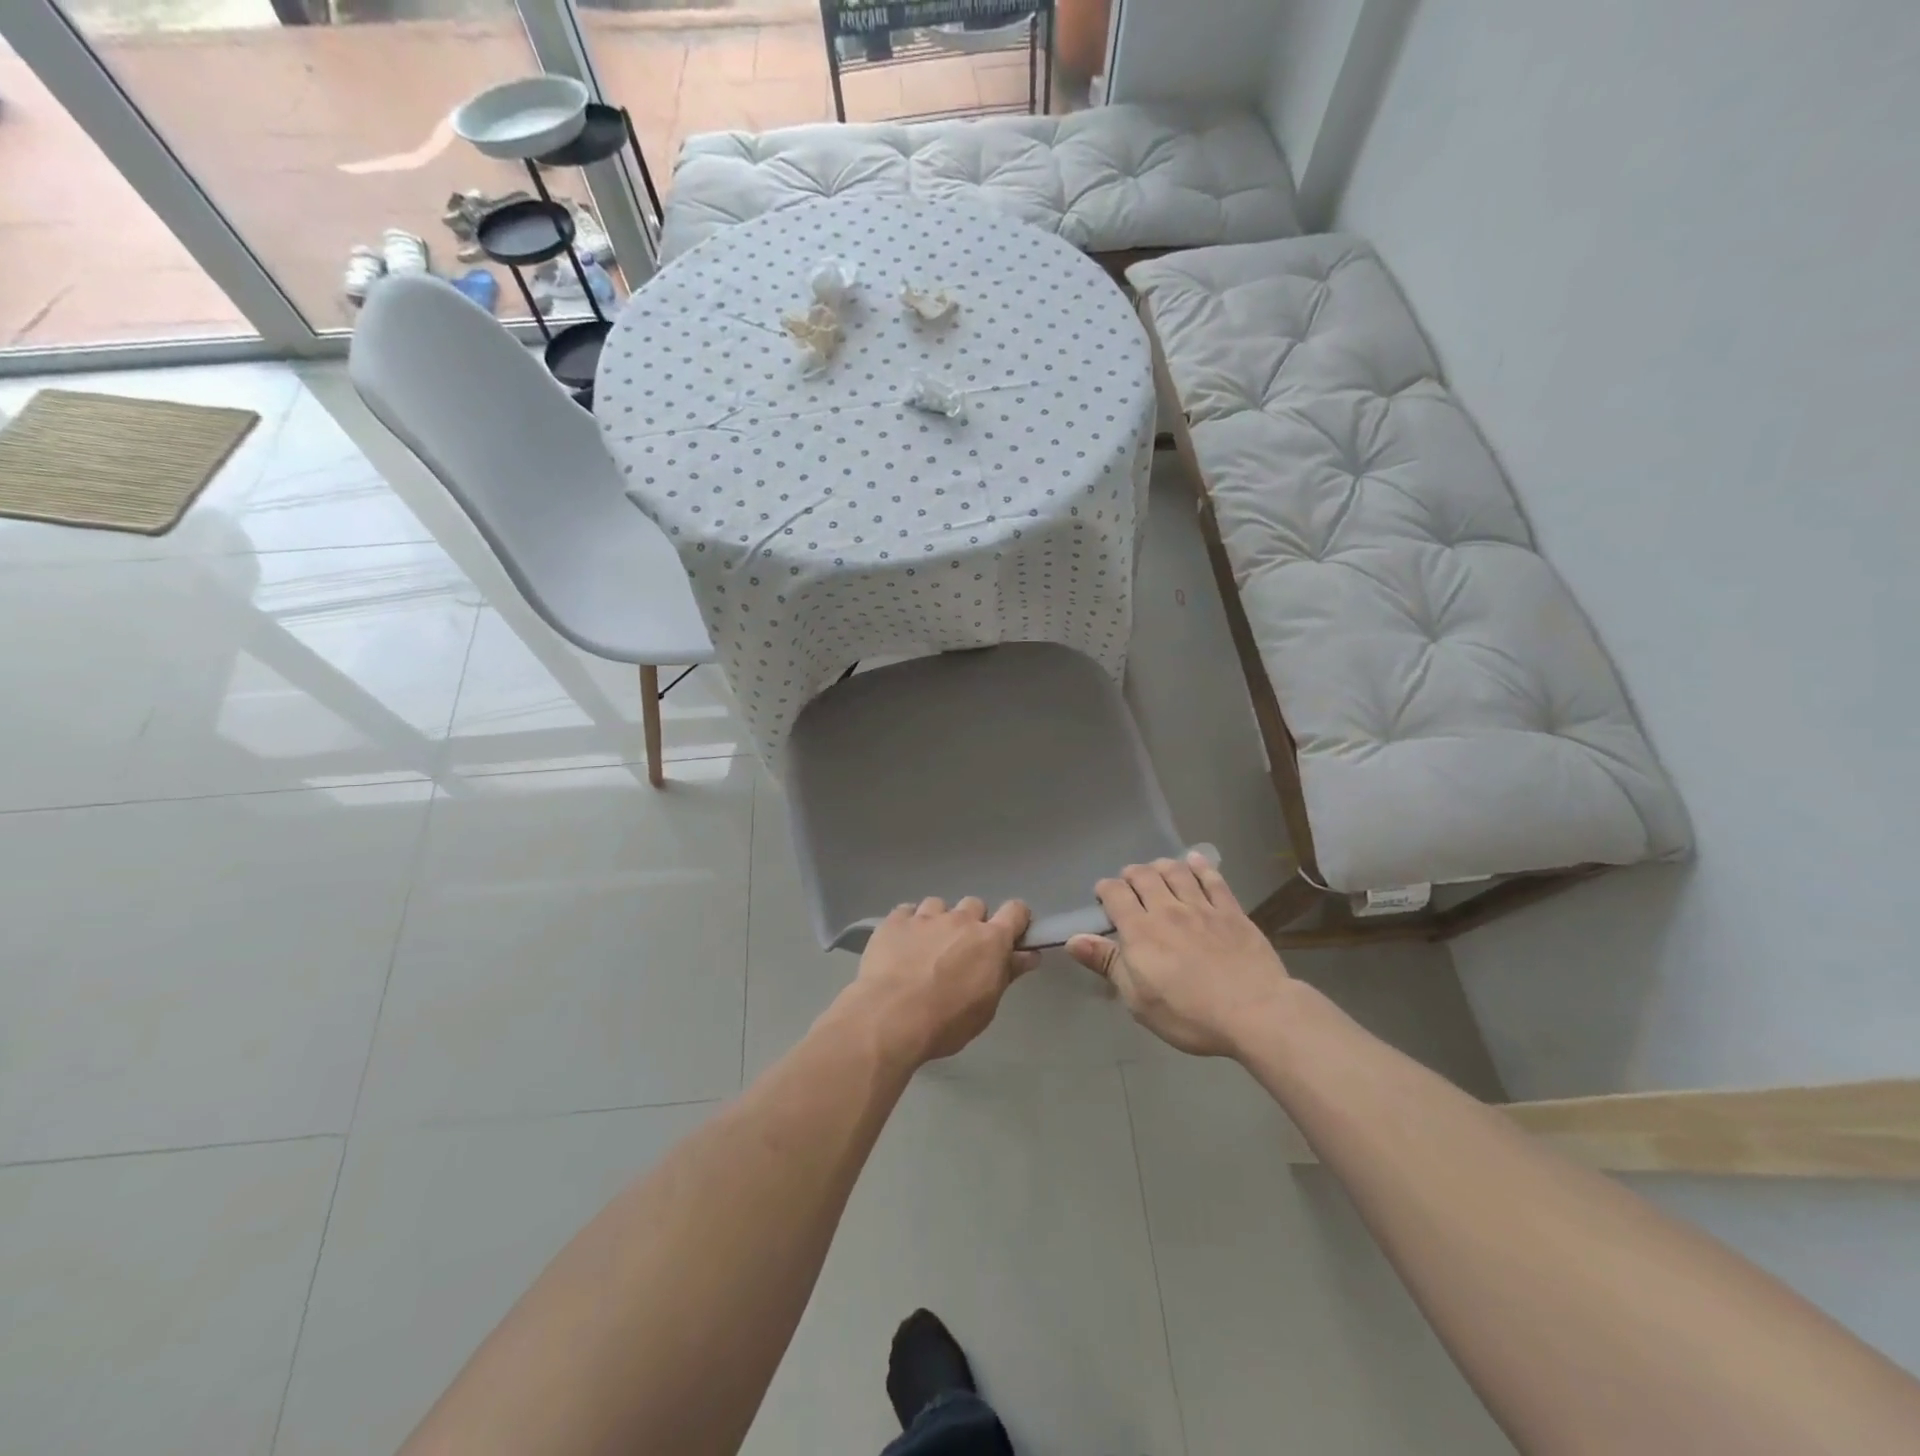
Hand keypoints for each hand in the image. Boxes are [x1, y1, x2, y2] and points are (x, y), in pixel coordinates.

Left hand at [836, 897, 1036, 1066]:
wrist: (889, 1017)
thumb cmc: (946, 1021)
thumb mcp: (986, 1007)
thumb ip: (1007, 974)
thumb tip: (1029, 955)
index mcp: (990, 940)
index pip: (1015, 911)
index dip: (1016, 919)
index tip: (1010, 935)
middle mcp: (960, 920)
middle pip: (975, 905)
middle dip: (972, 922)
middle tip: (962, 950)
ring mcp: (926, 916)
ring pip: (939, 905)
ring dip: (938, 921)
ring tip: (926, 947)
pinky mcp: (895, 920)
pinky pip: (907, 911)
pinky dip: (908, 924)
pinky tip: (901, 944)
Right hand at [1066, 854, 1291, 1056]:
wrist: (1255, 1013)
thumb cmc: (1189, 1014)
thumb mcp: (1138, 999)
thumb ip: (1107, 963)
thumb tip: (1073, 939)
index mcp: (1140, 931)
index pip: (1115, 893)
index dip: (1105, 890)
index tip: (1104, 897)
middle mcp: (1167, 909)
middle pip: (1143, 876)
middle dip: (1131, 874)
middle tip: (1129, 884)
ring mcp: (1202, 907)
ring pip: (1176, 871)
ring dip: (1161, 866)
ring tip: (1157, 870)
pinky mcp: (1232, 911)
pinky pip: (1213, 879)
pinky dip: (1200, 866)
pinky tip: (1195, 861)